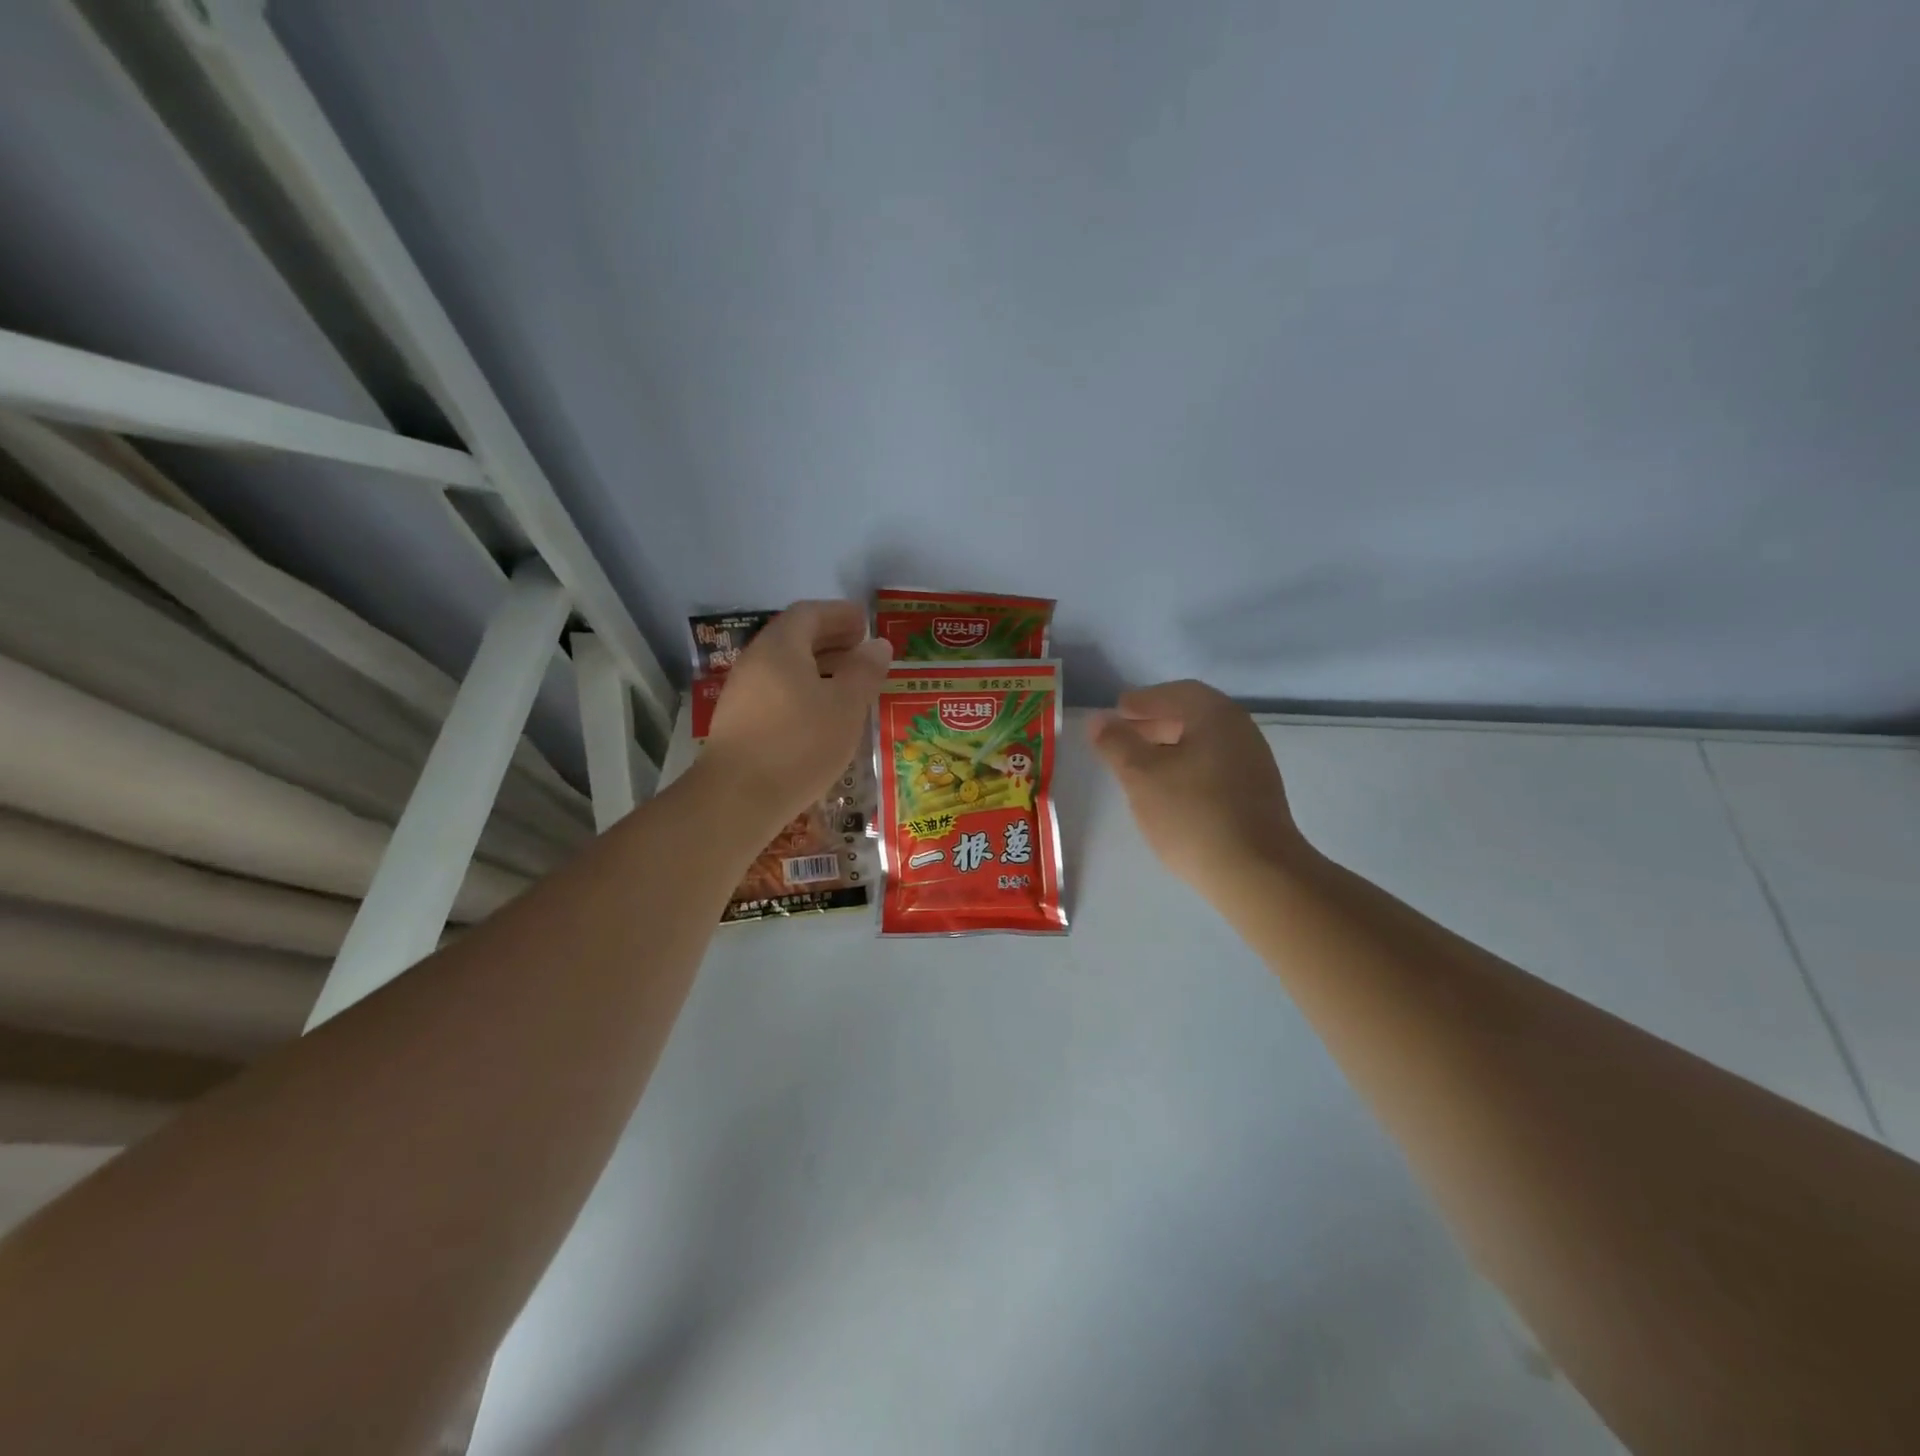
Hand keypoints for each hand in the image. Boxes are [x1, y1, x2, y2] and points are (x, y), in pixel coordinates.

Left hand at [700, 600, 891, 827]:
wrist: (737, 798)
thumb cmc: (799, 743)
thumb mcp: (846, 706)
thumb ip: (865, 672)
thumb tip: (877, 645)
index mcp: (781, 647)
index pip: (809, 613)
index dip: (839, 614)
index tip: (865, 623)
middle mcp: (756, 661)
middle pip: (794, 638)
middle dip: (830, 639)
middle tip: (861, 650)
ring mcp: (742, 693)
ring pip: (785, 668)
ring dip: (818, 668)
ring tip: (848, 684)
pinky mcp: (739, 723)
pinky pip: (777, 691)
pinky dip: (804, 691)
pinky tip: (821, 715)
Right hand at [1090, 680, 1313, 893]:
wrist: (1255, 872)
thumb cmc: (1192, 814)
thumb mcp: (1141, 776)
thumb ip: (1116, 743)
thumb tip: (1098, 719)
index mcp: (1216, 716)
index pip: (1177, 693)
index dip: (1144, 700)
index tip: (1118, 711)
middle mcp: (1241, 732)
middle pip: (1193, 716)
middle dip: (1155, 722)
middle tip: (1124, 736)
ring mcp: (1253, 765)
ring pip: (1204, 744)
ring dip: (1170, 747)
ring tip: (1140, 766)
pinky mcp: (1256, 795)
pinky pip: (1214, 766)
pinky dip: (1187, 767)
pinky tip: (1169, 792)